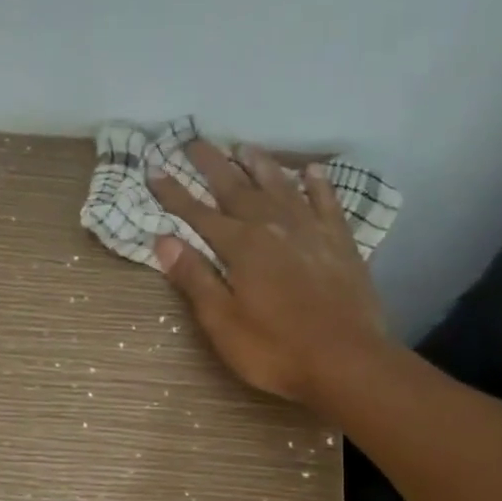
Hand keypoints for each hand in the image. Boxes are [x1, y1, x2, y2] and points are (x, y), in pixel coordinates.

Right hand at [148, 140, 388, 403]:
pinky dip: (317, 185)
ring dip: (260, 165)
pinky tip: (312, 171)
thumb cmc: (276, 350)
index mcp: (241, 247)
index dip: (174, 193)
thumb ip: (195, 279)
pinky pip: (327, 203)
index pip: (198, 213)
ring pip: (280, 187)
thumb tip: (163, 239)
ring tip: (244, 147)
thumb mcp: (222, 323)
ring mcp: (311, 232)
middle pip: (237, 188)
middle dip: (213, 165)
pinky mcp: (341, 244)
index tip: (155, 169)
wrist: (346, 360)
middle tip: (195, 140)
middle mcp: (274, 227)